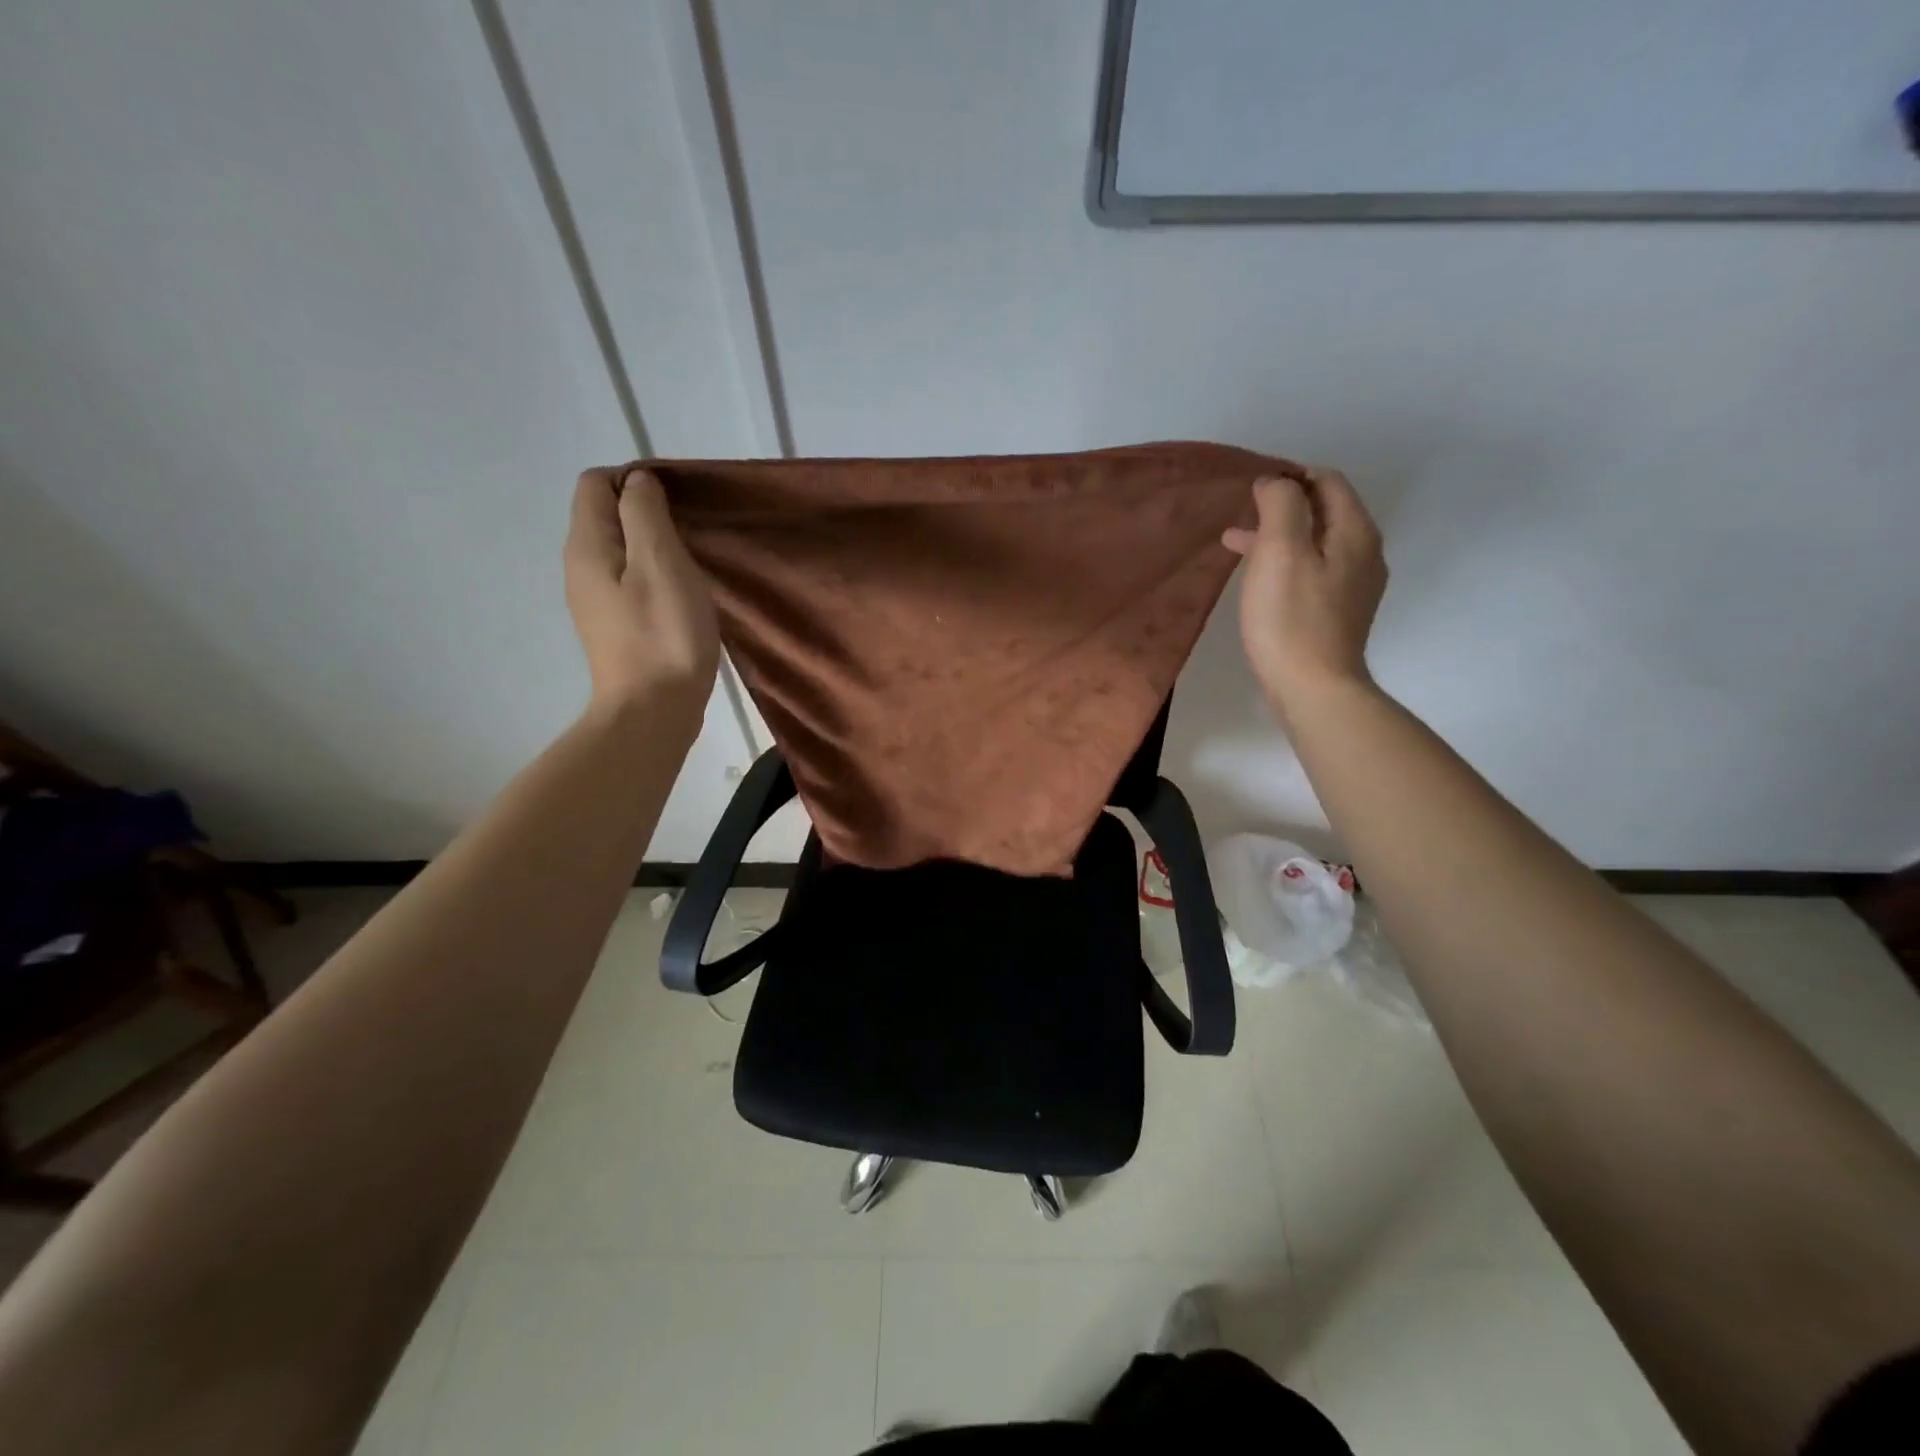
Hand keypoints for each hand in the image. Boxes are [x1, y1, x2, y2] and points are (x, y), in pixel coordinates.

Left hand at [564, 467, 719, 719]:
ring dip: (654, 547)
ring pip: (620, 551)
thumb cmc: (663, 634)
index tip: (678, 502)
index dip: (635, 479)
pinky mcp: (615, 627)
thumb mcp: (660, 562)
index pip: (595, 483)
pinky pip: (629, 582)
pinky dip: (654, 576)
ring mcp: (595, 601)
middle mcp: (580, 568)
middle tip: (691, 533)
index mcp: (587, 545)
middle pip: (605, 516)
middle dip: (646, 512)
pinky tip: (681, 597)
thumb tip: (637, 482)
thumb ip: (644, 513)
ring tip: (691, 564)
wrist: (653, 711)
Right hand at [1222, 467, 1387, 712]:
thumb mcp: (1280, 551)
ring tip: (1236, 543)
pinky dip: (1284, 563)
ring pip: (1315, 543)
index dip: (1289, 475)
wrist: (1313, 689)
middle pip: (1324, 511)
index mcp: (1355, 532)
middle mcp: (1364, 553)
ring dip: (1278, 536)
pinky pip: (1312, 571)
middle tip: (1241, 513)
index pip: (1327, 481)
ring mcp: (1354, 586)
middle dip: (1281, 506)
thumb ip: (1280, 505)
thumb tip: (1276, 482)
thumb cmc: (1291, 619)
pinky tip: (1258, 578)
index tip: (1251, 487)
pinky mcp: (1338, 612)